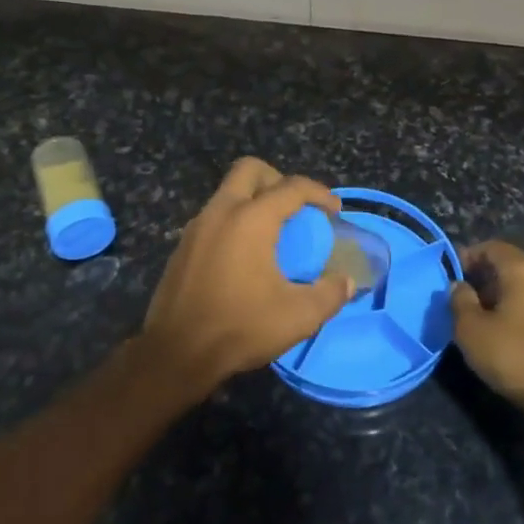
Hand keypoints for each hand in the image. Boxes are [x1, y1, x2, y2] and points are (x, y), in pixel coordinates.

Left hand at [140, 158, 354, 399]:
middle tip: (296, 208)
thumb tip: (347, 282)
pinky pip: (214, 217)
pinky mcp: (182, 247)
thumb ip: (330, 294)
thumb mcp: (298, 316)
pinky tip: (245, 256)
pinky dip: (235, 221)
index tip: (334, 210)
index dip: (319, 193)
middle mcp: (221, 212)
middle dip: (278, 179)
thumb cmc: (240, 328)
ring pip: (228, 192)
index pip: (291, 187)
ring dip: (254, 200)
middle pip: (250, 170)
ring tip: (274, 234)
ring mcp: (196, 227)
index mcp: (251, 219)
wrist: (176, 354)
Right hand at [451, 240, 523, 412]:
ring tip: (484, 317)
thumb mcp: (471, 330)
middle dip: (485, 277)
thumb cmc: (515, 357)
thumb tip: (459, 286)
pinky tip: (510, 331)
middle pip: (510, 264)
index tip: (452, 275)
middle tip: (464, 299)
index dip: (468, 256)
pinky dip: (522, 308)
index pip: (491, 247)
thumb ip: (460, 300)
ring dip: (504, 294)